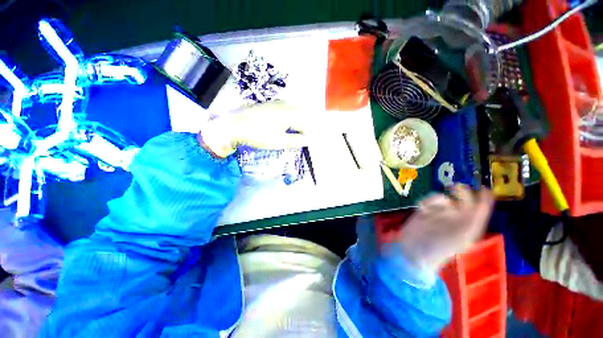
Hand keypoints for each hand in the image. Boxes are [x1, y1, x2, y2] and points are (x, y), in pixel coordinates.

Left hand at [199, 101, 308, 157]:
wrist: (236, 125)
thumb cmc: (259, 135)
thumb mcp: (279, 141)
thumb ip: (295, 141)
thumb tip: (306, 140)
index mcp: (289, 114)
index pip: (304, 124)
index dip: (306, 134)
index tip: (304, 143)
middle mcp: (285, 106)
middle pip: (301, 114)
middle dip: (303, 126)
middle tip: (299, 137)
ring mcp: (277, 103)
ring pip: (293, 110)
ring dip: (296, 120)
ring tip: (293, 131)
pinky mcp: (269, 104)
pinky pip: (285, 108)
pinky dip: (289, 115)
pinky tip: (283, 123)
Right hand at [391, 185, 493, 273]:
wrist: (414, 251)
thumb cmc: (441, 246)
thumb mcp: (465, 234)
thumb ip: (476, 216)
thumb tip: (485, 198)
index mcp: (469, 225)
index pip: (480, 209)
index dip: (484, 198)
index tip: (483, 187)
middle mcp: (456, 218)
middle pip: (462, 200)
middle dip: (461, 193)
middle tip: (455, 187)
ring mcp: (439, 214)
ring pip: (443, 198)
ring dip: (438, 199)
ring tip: (432, 206)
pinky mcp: (425, 212)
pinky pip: (429, 201)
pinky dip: (426, 202)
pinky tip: (422, 208)